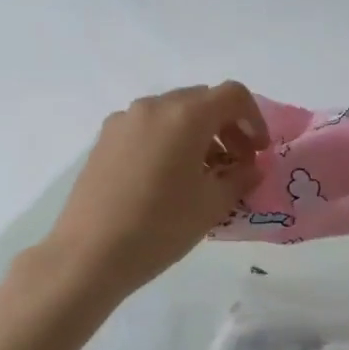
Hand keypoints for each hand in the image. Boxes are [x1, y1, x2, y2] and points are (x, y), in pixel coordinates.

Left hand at [45, 82, 268, 295]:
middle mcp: (154, 106)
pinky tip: (168, 179)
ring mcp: (124, 121)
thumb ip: (240, 178)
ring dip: (198, 134)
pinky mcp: (104, 139)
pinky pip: (148, 127)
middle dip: (227, 127)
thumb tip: (251, 168)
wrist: (89, 254)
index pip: (233, 95)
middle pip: (202, 101)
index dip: (255, 119)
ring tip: (202, 175)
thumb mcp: (212, 205)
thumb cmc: (160, 226)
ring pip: (173, 113)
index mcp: (186, 115)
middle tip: (236, 164)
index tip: (259, 152)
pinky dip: (169, 141)